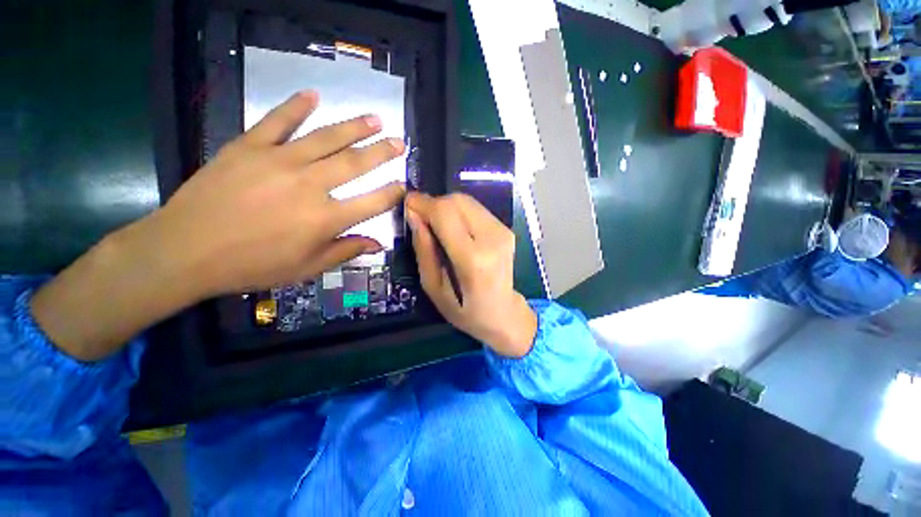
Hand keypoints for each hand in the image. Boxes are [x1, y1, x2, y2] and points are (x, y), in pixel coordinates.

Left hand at [153, 90, 405, 296]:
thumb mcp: (307, 268)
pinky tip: (312, 95)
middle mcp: (311, 185)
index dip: (393, 193)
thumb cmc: (253, 265)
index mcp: (326, 218)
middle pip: (356, 163)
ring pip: (326, 138)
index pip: (373, 202)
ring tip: (374, 119)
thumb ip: (346, 250)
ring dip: (354, 127)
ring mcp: (279, 161)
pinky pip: (277, 120)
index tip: (404, 185)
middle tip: (399, 142)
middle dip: (382, 152)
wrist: (185, 251)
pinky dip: (295, 106)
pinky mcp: (249, 146)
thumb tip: (379, 244)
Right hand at [405, 193, 536, 357]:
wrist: (504, 313)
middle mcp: (492, 238)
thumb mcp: (434, 288)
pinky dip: (459, 212)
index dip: (423, 203)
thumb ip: (424, 250)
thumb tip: (414, 215)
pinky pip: (476, 209)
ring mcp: (503, 231)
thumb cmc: (465, 310)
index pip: (445, 213)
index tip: (407, 204)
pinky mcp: (507, 228)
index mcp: (473, 259)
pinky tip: (454, 229)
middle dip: (434, 203)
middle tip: (421, 218)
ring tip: (436, 225)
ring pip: (467, 200)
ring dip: (446, 207)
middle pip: (457, 201)